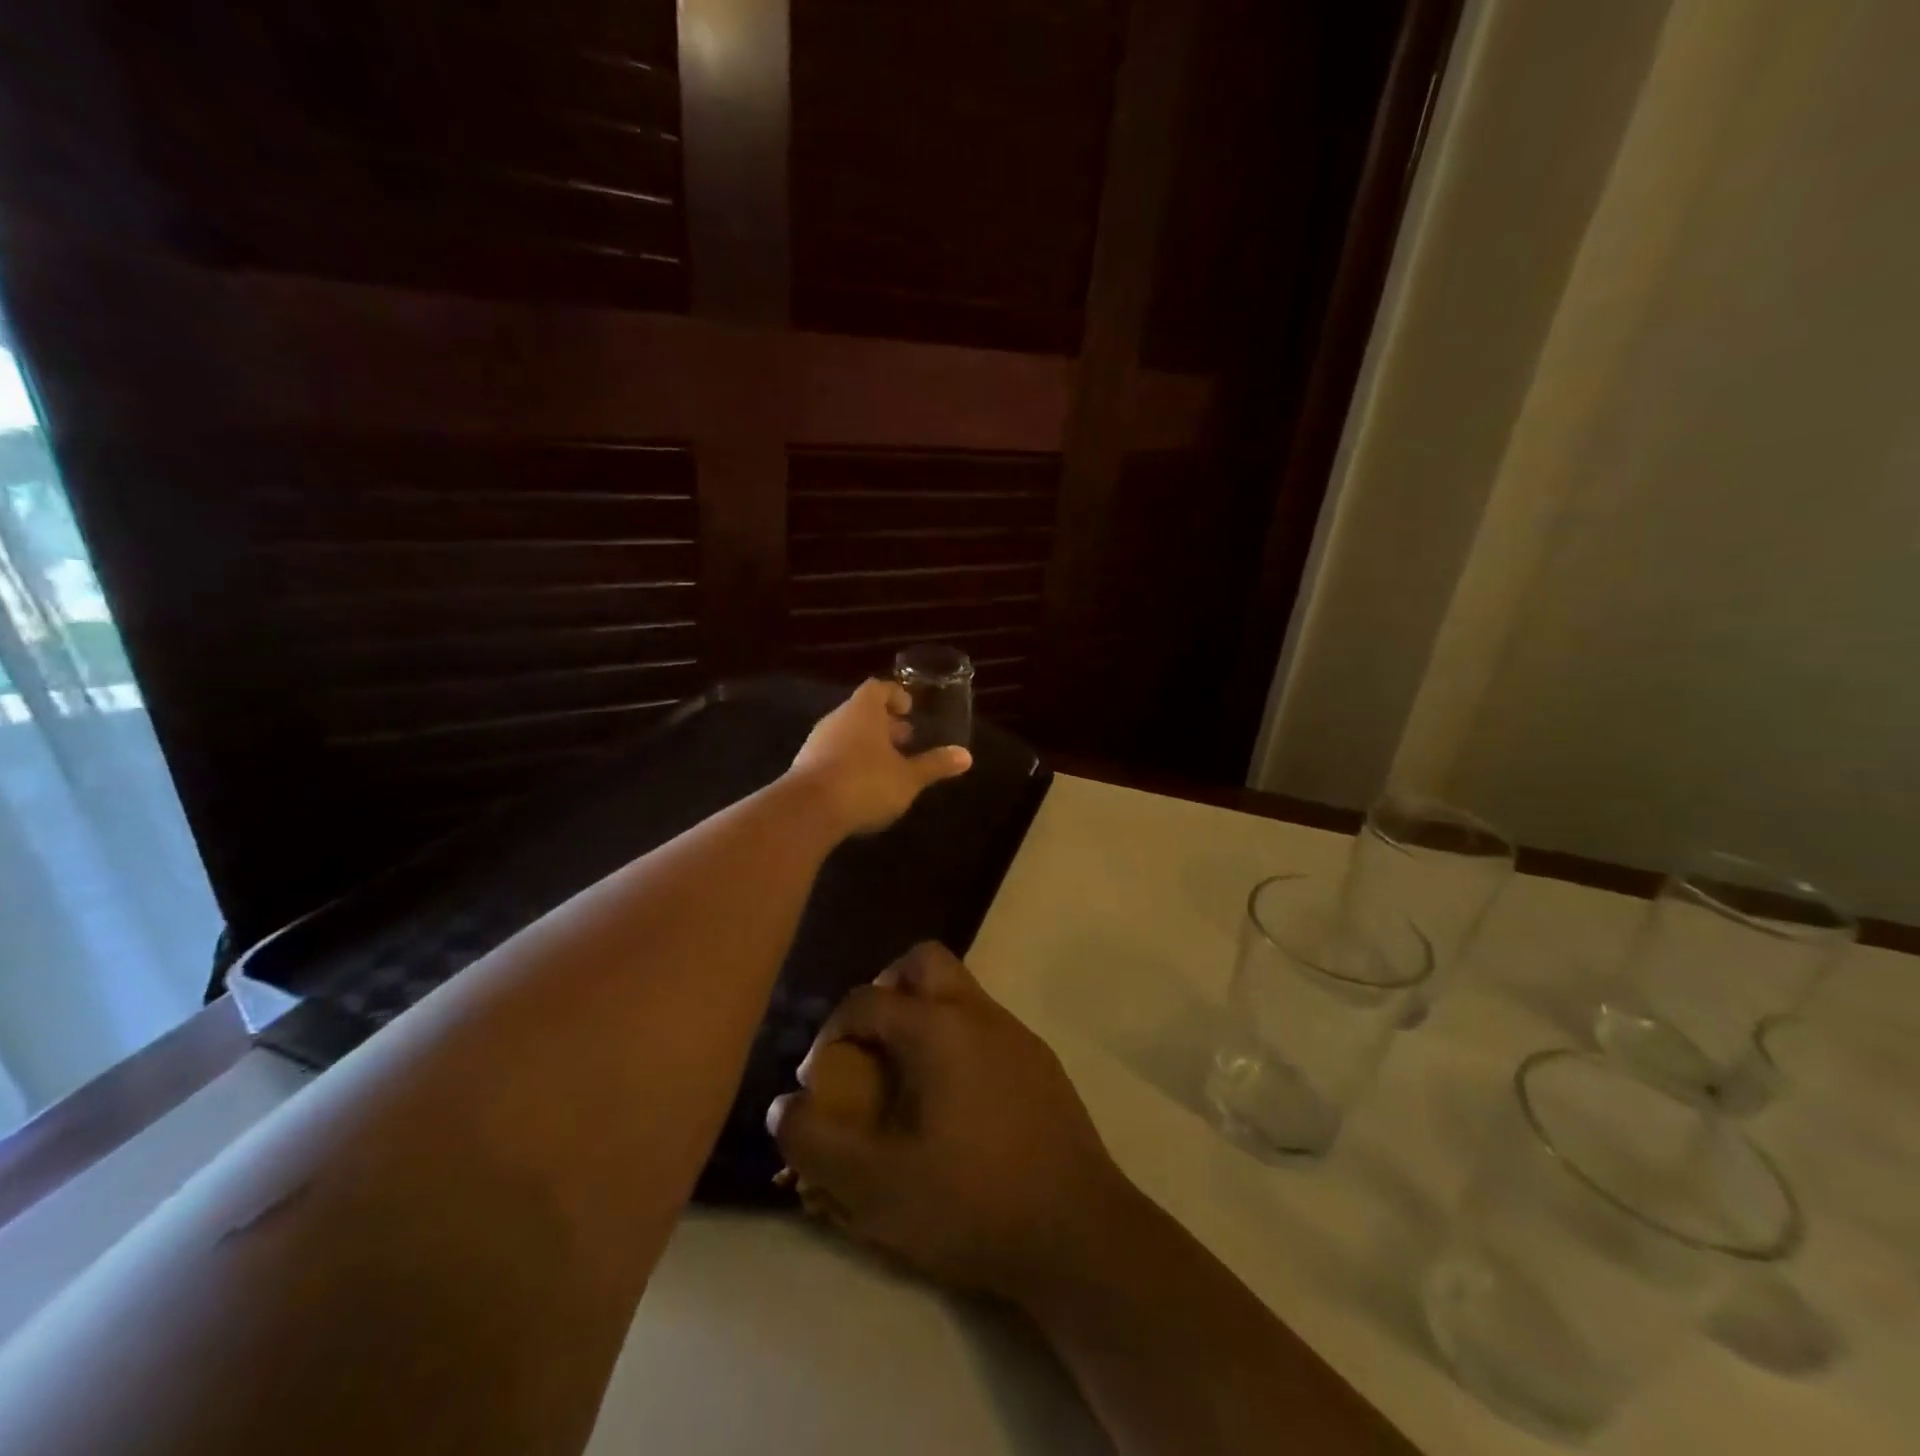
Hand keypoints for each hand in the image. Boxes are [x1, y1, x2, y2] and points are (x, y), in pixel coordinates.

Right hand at [766, 944, 1124, 1304]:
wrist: (1077, 1233)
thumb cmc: (970, 1201)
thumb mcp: (874, 1186)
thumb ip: (814, 1141)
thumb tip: (784, 1105)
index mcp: (937, 1027)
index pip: (866, 999)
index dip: (829, 1033)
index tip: (819, 1083)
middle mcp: (978, 1013)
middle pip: (922, 963)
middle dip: (885, 991)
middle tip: (868, 1047)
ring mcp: (1016, 1034)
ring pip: (957, 992)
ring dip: (921, 1017)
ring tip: (904, 1080)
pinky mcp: (1039, 1062)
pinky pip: (982, 1027)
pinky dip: (954, 1043)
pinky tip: (952, 1104)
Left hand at [787, 680, 971, 837]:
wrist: (807, 811)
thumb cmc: (866, 783)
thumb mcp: (908, 778)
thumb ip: (935, 765)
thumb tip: (966, 756)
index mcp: (863, 711)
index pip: (878, 688)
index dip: (896, 696)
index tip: (910, 711)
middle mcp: (837, 719)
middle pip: (861, 711)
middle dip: (884, 724)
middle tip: (905, 740)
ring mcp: (816, 742)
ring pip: (846, 733)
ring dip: (867, 744)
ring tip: (887, 765)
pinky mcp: (804, 767)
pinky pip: (832, 754)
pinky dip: (849, 762)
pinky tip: (862, 785)